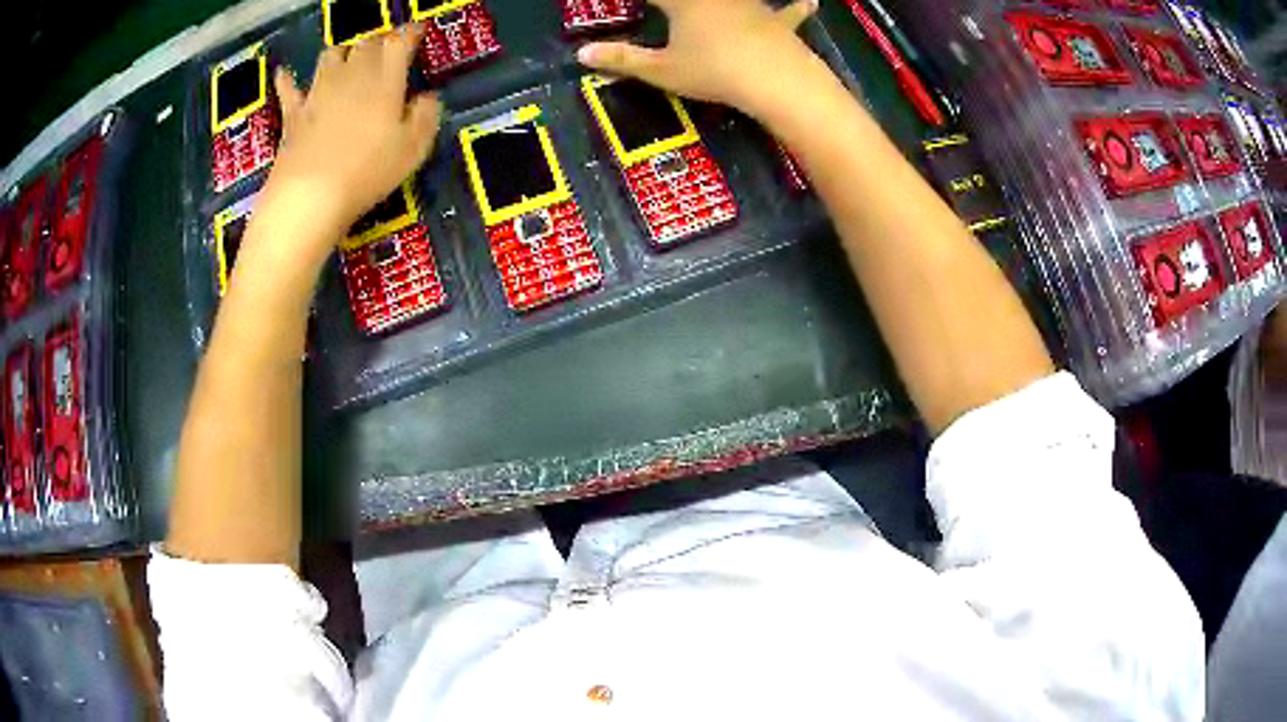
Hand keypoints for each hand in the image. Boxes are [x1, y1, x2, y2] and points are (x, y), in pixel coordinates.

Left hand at [265, 24, 442, 238]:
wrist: (310, 195)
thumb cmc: (368, 171)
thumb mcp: (413, 149)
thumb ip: (425, 117)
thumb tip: (427, 97)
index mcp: (385, 79)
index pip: (400, 41)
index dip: (411, 32)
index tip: (417, 30)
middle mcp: (352, 75)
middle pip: (367, 43)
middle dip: (379, 42)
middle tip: (386, 50)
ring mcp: (319, 91)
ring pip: (332, 55)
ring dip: (343, 53)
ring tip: (348, 61)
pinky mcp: (294, 113)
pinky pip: (289, 88)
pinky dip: (288, 80)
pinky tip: (285, 74)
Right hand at [577, 0, 820, 117]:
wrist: (776, 80)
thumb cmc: (713, 72)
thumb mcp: (662, 71)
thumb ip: (623, 60)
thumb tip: (581, 54)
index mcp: (682, 2)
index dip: (640, 0)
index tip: (628, 4)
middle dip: (676, 0)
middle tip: (673, 6)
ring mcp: (749, 5)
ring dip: (725, 1)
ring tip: (721, 7)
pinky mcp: (777, 22)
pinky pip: (787, 12)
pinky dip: (797, 7)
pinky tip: (811, 1)